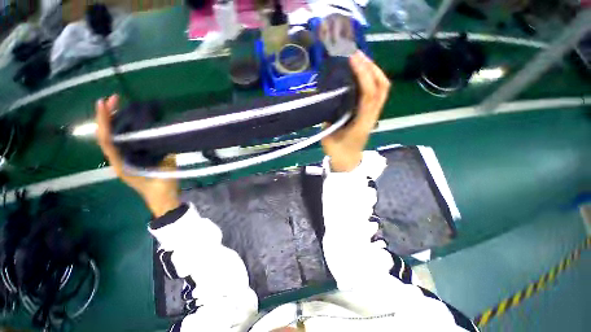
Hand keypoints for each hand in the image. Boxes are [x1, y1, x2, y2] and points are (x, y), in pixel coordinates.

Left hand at [95, 95, 180, 217]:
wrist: (163, 198)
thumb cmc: (162, 186)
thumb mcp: (162, 169)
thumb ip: (159, 154)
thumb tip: (159, 137)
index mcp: (121, 163)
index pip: (106, 139)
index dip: (104, 121)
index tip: (104, 103)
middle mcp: (118, 159)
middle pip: (106, 135)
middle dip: (107, 115)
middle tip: (115, 98)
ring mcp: (124, 159)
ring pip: (113, 137)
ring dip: (114, 120)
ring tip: (120, 105)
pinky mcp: (132, 158)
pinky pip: (124, 140)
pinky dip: (124, 128)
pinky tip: (132, 121)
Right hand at [321, 51, 390, 171]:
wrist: (348, 162)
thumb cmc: (338, 152)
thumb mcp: (329, 138)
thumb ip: (330, 120)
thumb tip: (330, 102)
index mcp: (362, 123)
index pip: (369, 95)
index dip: (363, 75)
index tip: (352, 60)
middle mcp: (372, 116)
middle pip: (382, 87)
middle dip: (372, 67)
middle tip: (357, 55)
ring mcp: (373, 114)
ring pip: (382, 88)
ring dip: (373, 71)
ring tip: (359, 60)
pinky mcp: (369, 114)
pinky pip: (375, 93)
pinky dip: (370, 80)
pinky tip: (360, 74)